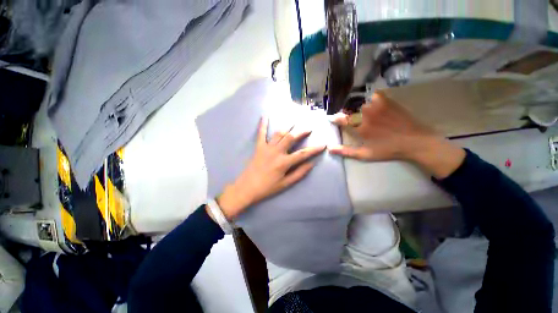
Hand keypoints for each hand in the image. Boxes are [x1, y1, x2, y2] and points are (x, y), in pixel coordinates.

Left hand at [215, 118, 325, 219]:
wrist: (247, 188)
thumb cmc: (267, 188)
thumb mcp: (285, 184)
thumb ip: (299, 173)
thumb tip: (311, 164)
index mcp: (284, 163)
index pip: (303, 154)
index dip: (314, 149)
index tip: (323, 144)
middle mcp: (276, 152)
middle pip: (291, 138)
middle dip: (301, 131)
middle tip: (309, 127)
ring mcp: (266, 148)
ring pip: (279, 133)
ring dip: (288, 126)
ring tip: (294, 121)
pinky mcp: (258, 147)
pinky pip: (261, 134)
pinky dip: (263, 124)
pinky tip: (265, 115)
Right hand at [329, 92, 464, 178]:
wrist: (415, 141)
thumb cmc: (388, 150)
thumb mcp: (365, 154)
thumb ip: (346, 151)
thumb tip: (329, 149)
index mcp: (360, 127)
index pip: (341, 119)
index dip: (336, 118)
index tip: (334, 119)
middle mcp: (366, 114)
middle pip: (349, 108)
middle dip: (347, 112)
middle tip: (352, 118)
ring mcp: (377, 106)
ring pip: (360, 102)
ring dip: (358, 106)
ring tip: (361, 112)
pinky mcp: (387, 101)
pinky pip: (374, 95)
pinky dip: (371, 99)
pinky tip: (374, 105)